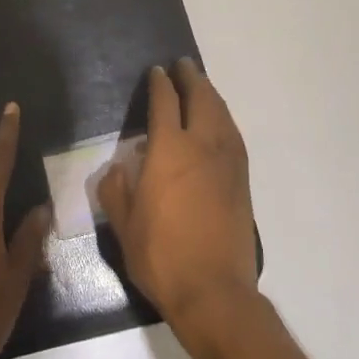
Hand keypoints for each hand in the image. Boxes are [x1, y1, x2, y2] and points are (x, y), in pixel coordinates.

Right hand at [98, 59, 258, 347]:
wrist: (214, 293)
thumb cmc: (161, 255)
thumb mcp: (123, 224)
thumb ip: (116, 189)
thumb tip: (118, 169)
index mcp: (169, 149)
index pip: (165, 103)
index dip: (160, 83)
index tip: (156, 72)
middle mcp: (202, 146)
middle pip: (201, 99)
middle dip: (191, 78)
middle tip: (182, 65)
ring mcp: (227, 163)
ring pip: (222, 114)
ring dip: (211, 94)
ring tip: (202, 85)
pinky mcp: (242, 182)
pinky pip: (233, 135)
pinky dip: (224, 118)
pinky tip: (220, 122)